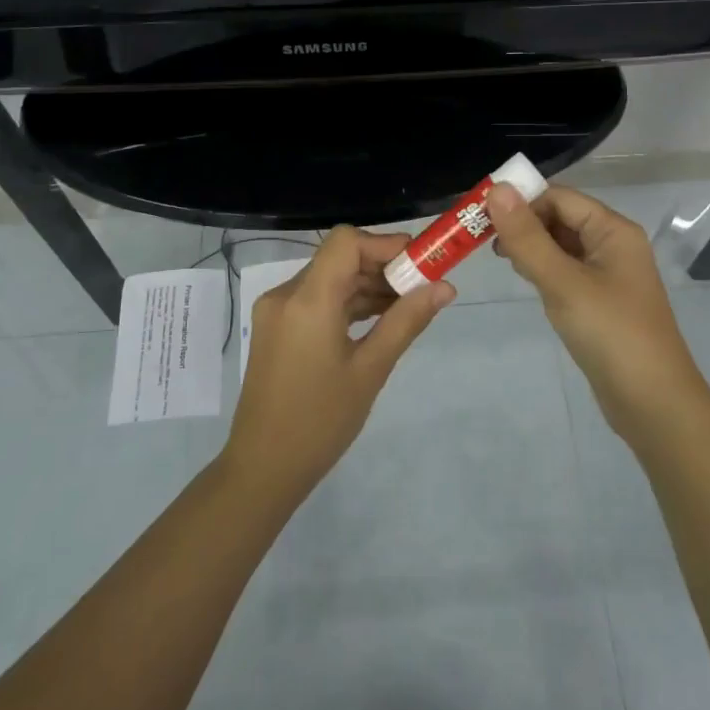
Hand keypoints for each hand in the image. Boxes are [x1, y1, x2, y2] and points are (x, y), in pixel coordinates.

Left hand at [222, 226, 453, 501]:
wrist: (263, 467)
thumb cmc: (321, 421)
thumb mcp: (371, 370)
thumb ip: (406, 321)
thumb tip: (445, 287)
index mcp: (307, 300)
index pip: (347, 242)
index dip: (386, 244)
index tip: (421, 264)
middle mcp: (286, 295)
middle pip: (339, 258)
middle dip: (383, 266)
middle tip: (424, 287)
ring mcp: (277, 312)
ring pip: (329, 278)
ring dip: (367, 285)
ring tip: (408, 306)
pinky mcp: (276, 328)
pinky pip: (317, 299)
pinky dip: (347, 302)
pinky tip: (378, 320)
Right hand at [487, 184, 708, 441]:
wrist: (652, 403)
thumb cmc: (610, 334)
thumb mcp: (563, 282)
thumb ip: (527, 237)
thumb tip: (497, 188)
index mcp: (613, 231)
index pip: (560, 198)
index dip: (522, 201)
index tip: (482, 217)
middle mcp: (614, 245)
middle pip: (561, 218)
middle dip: (524, 224)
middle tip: (485, 243)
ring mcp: (609, 275)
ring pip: (561, 246)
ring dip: (531, 247)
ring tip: (503, 262)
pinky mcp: (600, 302)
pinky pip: (566, 272)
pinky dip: (544, 270)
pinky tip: (527, 283)